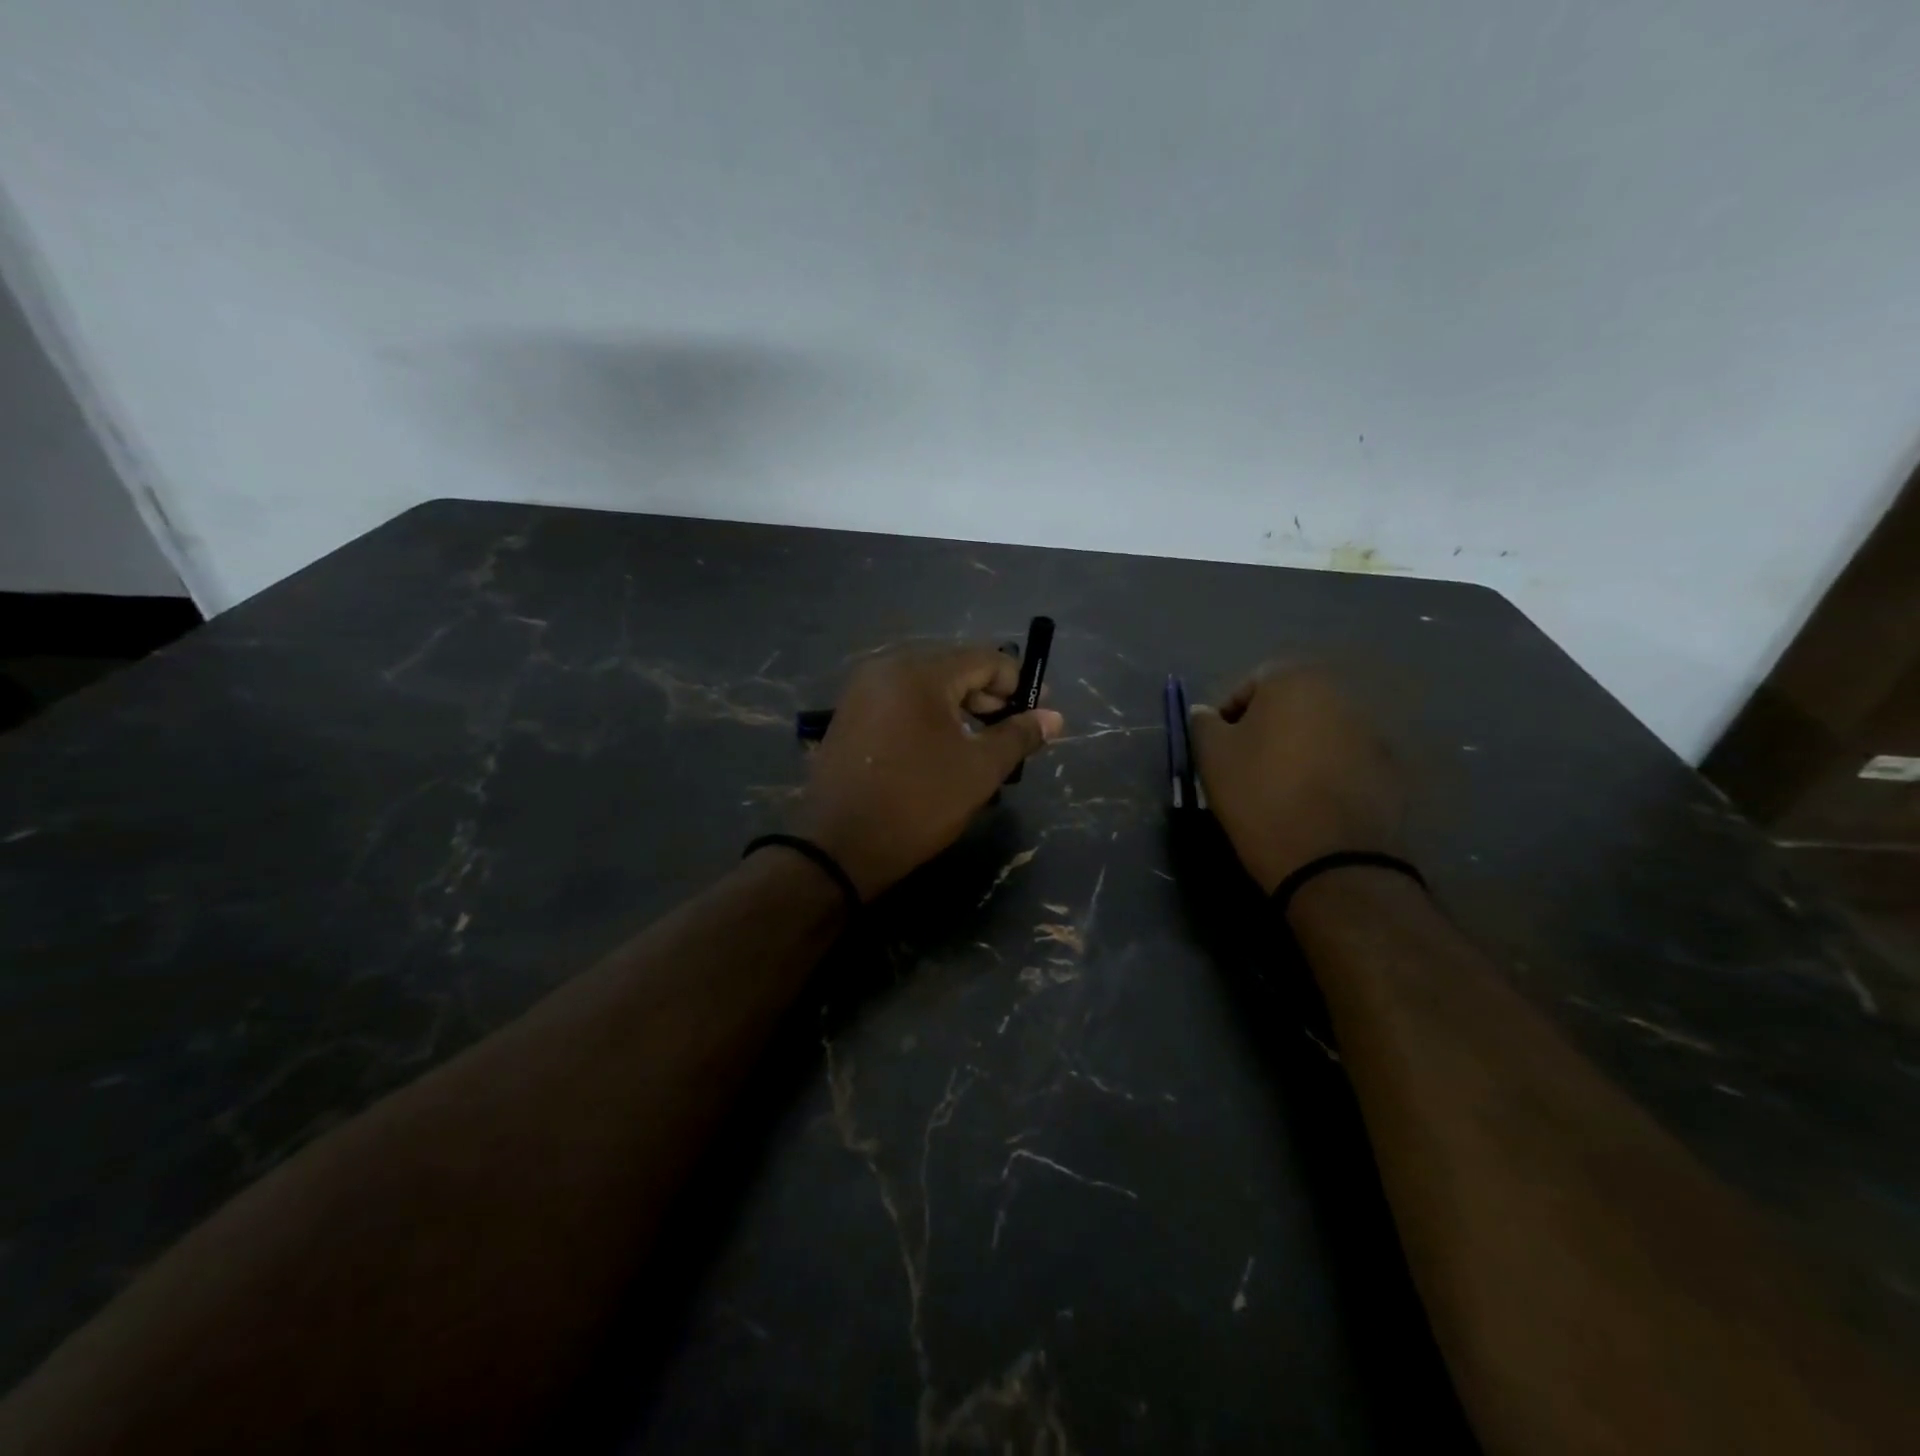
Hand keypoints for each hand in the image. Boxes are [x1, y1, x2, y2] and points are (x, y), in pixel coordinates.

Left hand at [789, 646, 1064, 899]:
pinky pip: (900, 701)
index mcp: (919, 672)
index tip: (1038, 712)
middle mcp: (886, 668)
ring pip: (926, 684)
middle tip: (1011, 730)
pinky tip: (942, 747)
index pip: (984, 658)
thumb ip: (1018, 736)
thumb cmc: (917, 804)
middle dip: (988, 695)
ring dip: (960, 706)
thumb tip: (1054, 717)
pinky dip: (928, 715)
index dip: (1017, 682)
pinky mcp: (849, 715)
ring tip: (980, 742)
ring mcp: (862, 691)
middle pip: (953, 666)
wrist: (838, 847)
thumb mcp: (979, 771)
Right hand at [1189, 666, 1403, 893]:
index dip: (1228, 716)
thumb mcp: (1212, 756)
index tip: (1219, 750)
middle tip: (1245, 767)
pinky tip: (1310, 804)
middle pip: (1289, 705)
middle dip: (1266, 729)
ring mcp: (1371, 731)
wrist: (1331, 859)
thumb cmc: (1260, 795)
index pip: (1250, 684)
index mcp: (1294, 681)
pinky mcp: (1389, 768)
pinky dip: (1326, 772)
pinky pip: (1344, 760)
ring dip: (1297, 750)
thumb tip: (1206, 714)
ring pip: (1318, 732)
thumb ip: (1203, 724)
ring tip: (1279, 788)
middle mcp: (1339, 694)